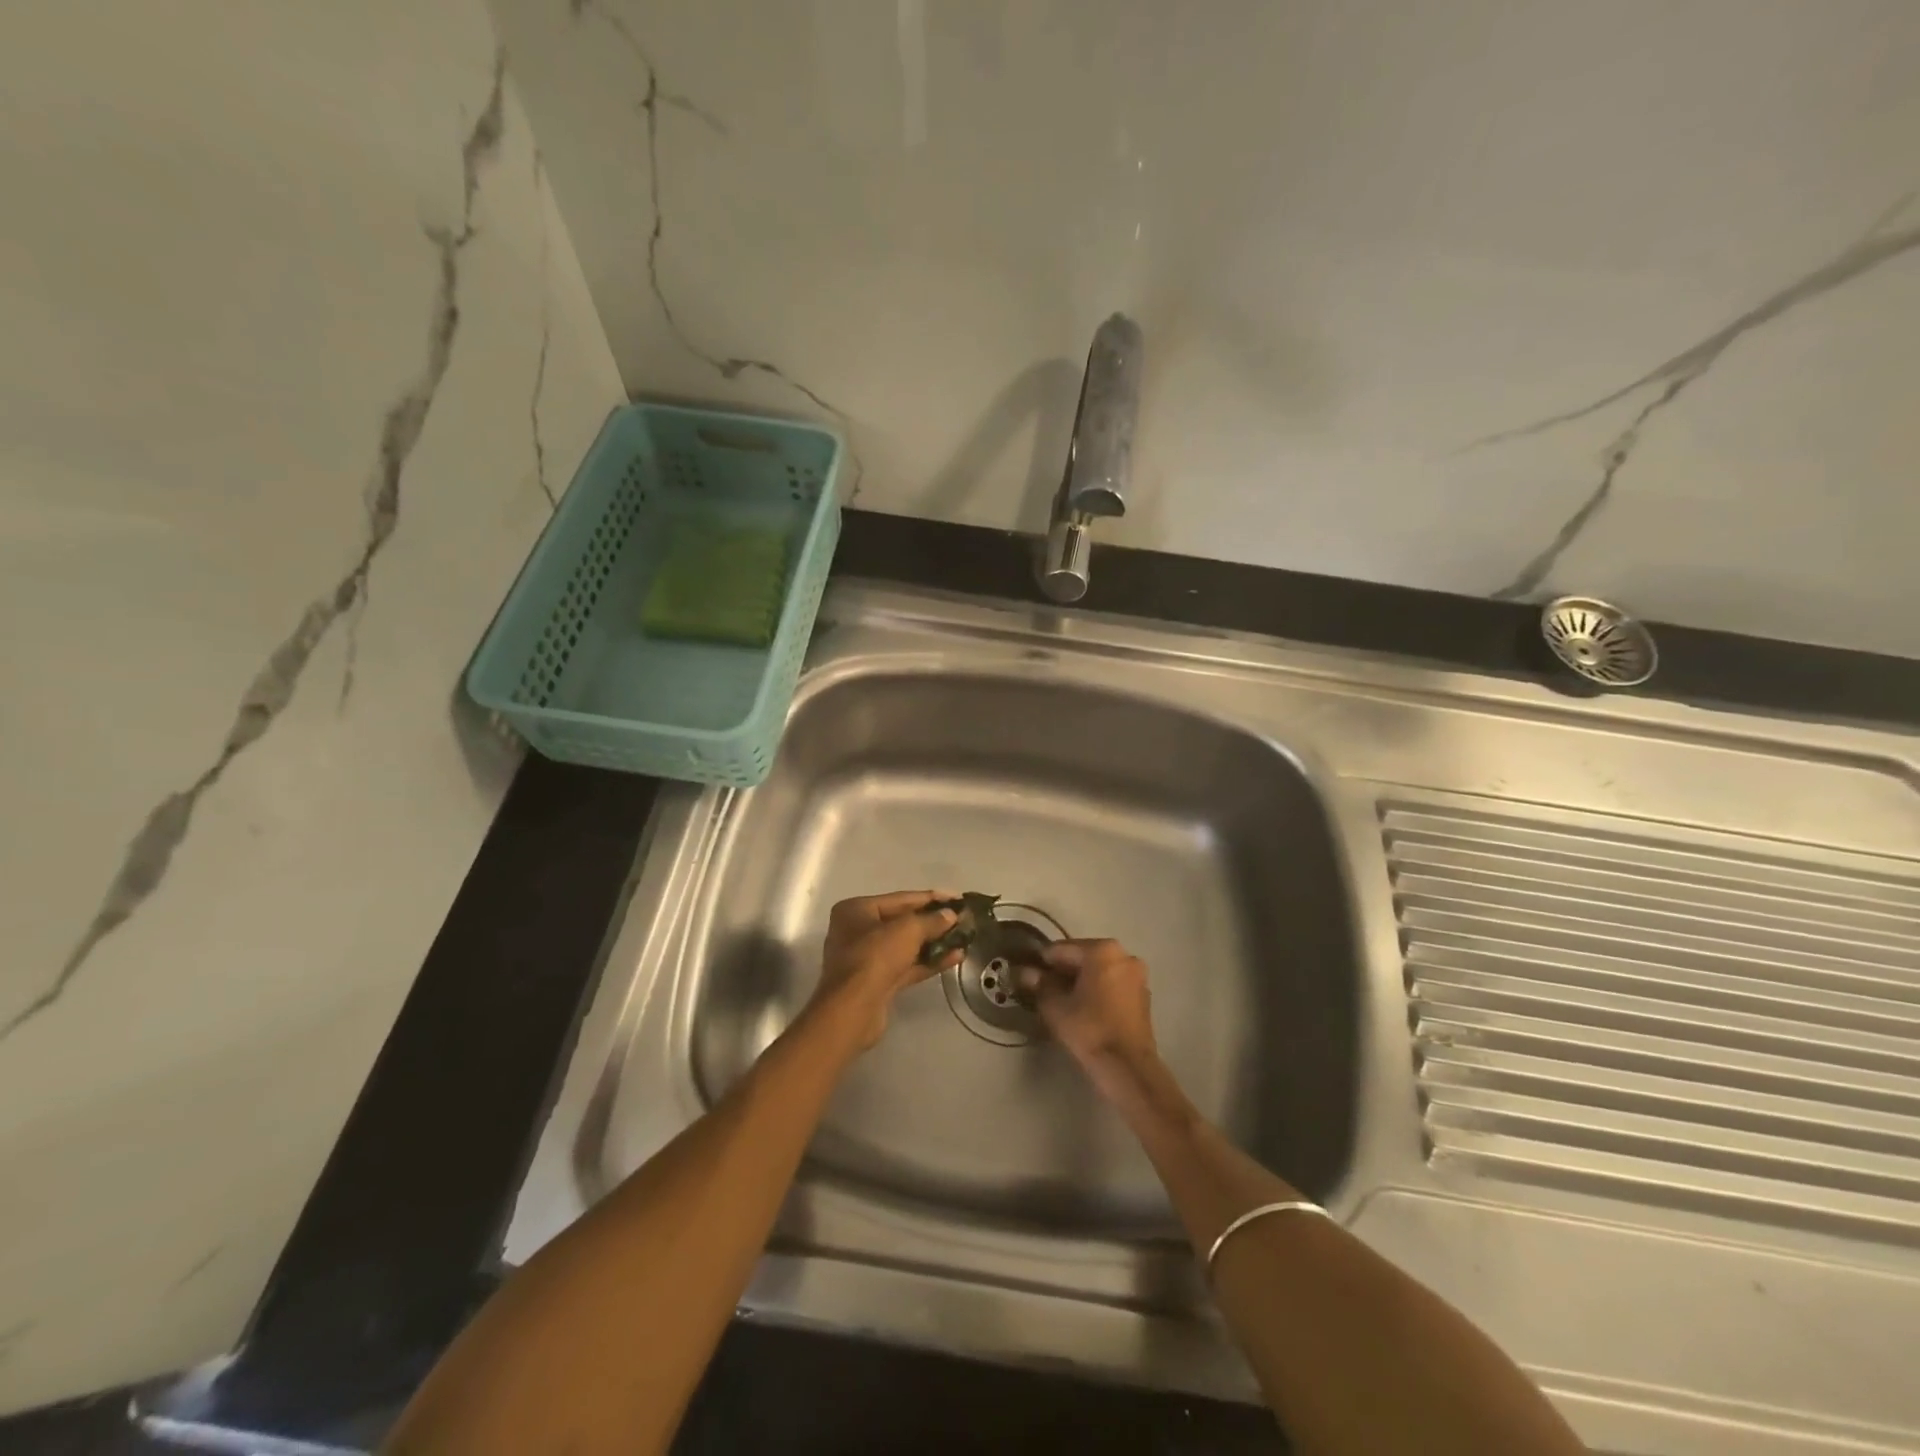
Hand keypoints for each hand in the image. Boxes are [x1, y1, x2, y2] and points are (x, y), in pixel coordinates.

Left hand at [804, 890, 961, 1050]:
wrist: (852, 1011)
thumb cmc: (874, 957)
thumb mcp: (907, 930)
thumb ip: (931, 920)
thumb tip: (951, 915)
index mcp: (856, 910)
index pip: (900, 899)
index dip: (931, 898)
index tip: (958, 898)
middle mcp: (858, 931)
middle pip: (903, 922)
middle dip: (933, 922)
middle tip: (963, 920)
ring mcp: (867, 959)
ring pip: (906, 946)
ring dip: (934, 942)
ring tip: (963, 938)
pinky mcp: (877, 982)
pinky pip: (907, 966)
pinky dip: (929, 961)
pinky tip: (955, 957)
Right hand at [1017, 939, 1157, 1079]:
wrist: (1128, 1067)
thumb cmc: (1089, 1030)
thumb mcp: (1055, 1007)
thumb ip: (1040, 985)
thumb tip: (1026, 972)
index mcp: (1102, 950)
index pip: (1061, 949)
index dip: (1042, 963)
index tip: (1028, 975)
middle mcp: (1123, 955)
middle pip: (1083, 958)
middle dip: (1062, 971)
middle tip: (1043, 990)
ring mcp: (1137, 975)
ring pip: (1098, 971)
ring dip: (1080, 981)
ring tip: (1062, 1001)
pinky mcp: (1143, 995)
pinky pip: (1112, 984)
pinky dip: (1097, 990)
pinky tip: (1084, 1009)